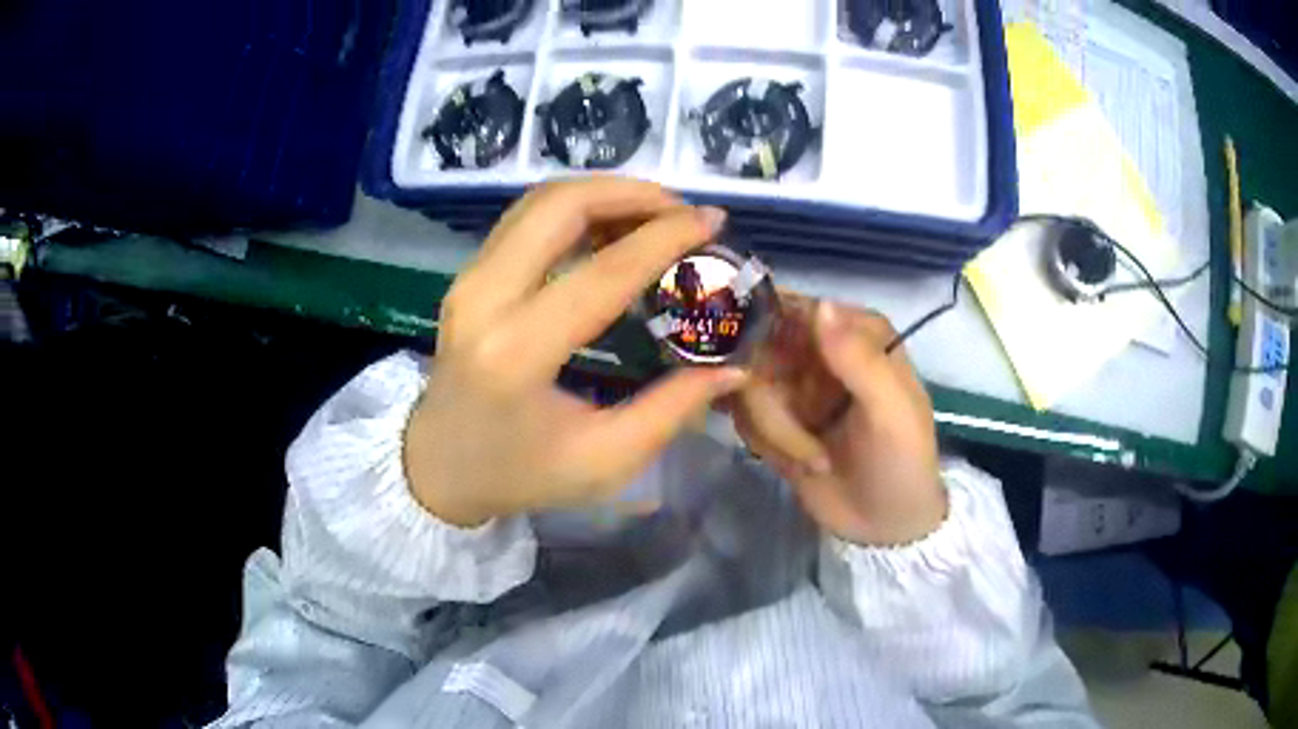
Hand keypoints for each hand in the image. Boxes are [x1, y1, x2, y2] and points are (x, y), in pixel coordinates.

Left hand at [404, 179, 746, 526]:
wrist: (439, 467)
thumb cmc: (519, 474)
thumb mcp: (604, 461)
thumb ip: (672, 411)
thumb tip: (733, 367)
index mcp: (517, 353)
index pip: (602, 273)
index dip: (665, 238)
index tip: (713, 222)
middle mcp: (484, 299)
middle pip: (560, 206)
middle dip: (632, 194)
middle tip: (682, 211)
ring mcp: (468, 279)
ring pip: (540, 201)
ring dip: (604, 193)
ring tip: (655, 214)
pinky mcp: (468, 275)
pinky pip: (526, 218)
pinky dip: (576, 207)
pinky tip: (612, 227)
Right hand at [730, 296, 945, 545]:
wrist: (884, 526)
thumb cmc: (901, 462)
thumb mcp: (891, 412)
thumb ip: (859, 359)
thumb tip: (820, 305)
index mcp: (854, 333)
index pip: (794, 309)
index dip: (767, 333)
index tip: (756, 370)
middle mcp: (818, 349)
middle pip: (758, 348)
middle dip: (770, 403)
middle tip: (800, 439)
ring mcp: (793, 383)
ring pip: (745, 386)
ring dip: (775, 430)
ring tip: (813, 459)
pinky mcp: (774, 416)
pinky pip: (743, 415)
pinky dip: (766, 443)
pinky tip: (797, 463)